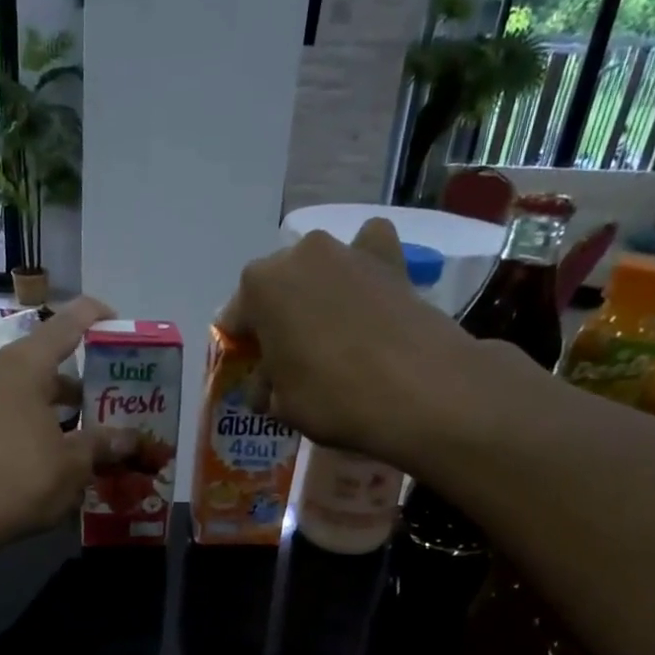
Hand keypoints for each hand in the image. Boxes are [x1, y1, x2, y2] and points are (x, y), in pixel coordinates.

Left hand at [0, 295, 123, 540]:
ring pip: (21, 392)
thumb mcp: (73, 464)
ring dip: (51, 407)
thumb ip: (101, 444)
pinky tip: (45, 455)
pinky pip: (2, 415)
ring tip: (80, 434)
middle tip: (104, 401)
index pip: (65, 325)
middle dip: (76, 382)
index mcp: (22, 366)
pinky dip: (27, 424)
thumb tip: (129, 438)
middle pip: (42, 362)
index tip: (116, 323)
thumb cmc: (20, 478)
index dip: (94, 318)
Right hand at [220, 219, 481, 466]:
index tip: (253, 372)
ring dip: (316, 293)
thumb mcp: (281, 405)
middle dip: (278, 317)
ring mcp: (347, 250)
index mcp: (258, 287)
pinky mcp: (391, 257)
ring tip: (330, 333)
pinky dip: (363, 268)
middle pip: (276, 288)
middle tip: (291, 356)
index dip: (242, 348)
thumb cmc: (332, 397)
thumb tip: (265, 386)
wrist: (419, 390)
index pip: (234, 319)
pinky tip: (367, 294)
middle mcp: (298, 255)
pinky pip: (367, 252)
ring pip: (318, 270)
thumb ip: (265, 387)